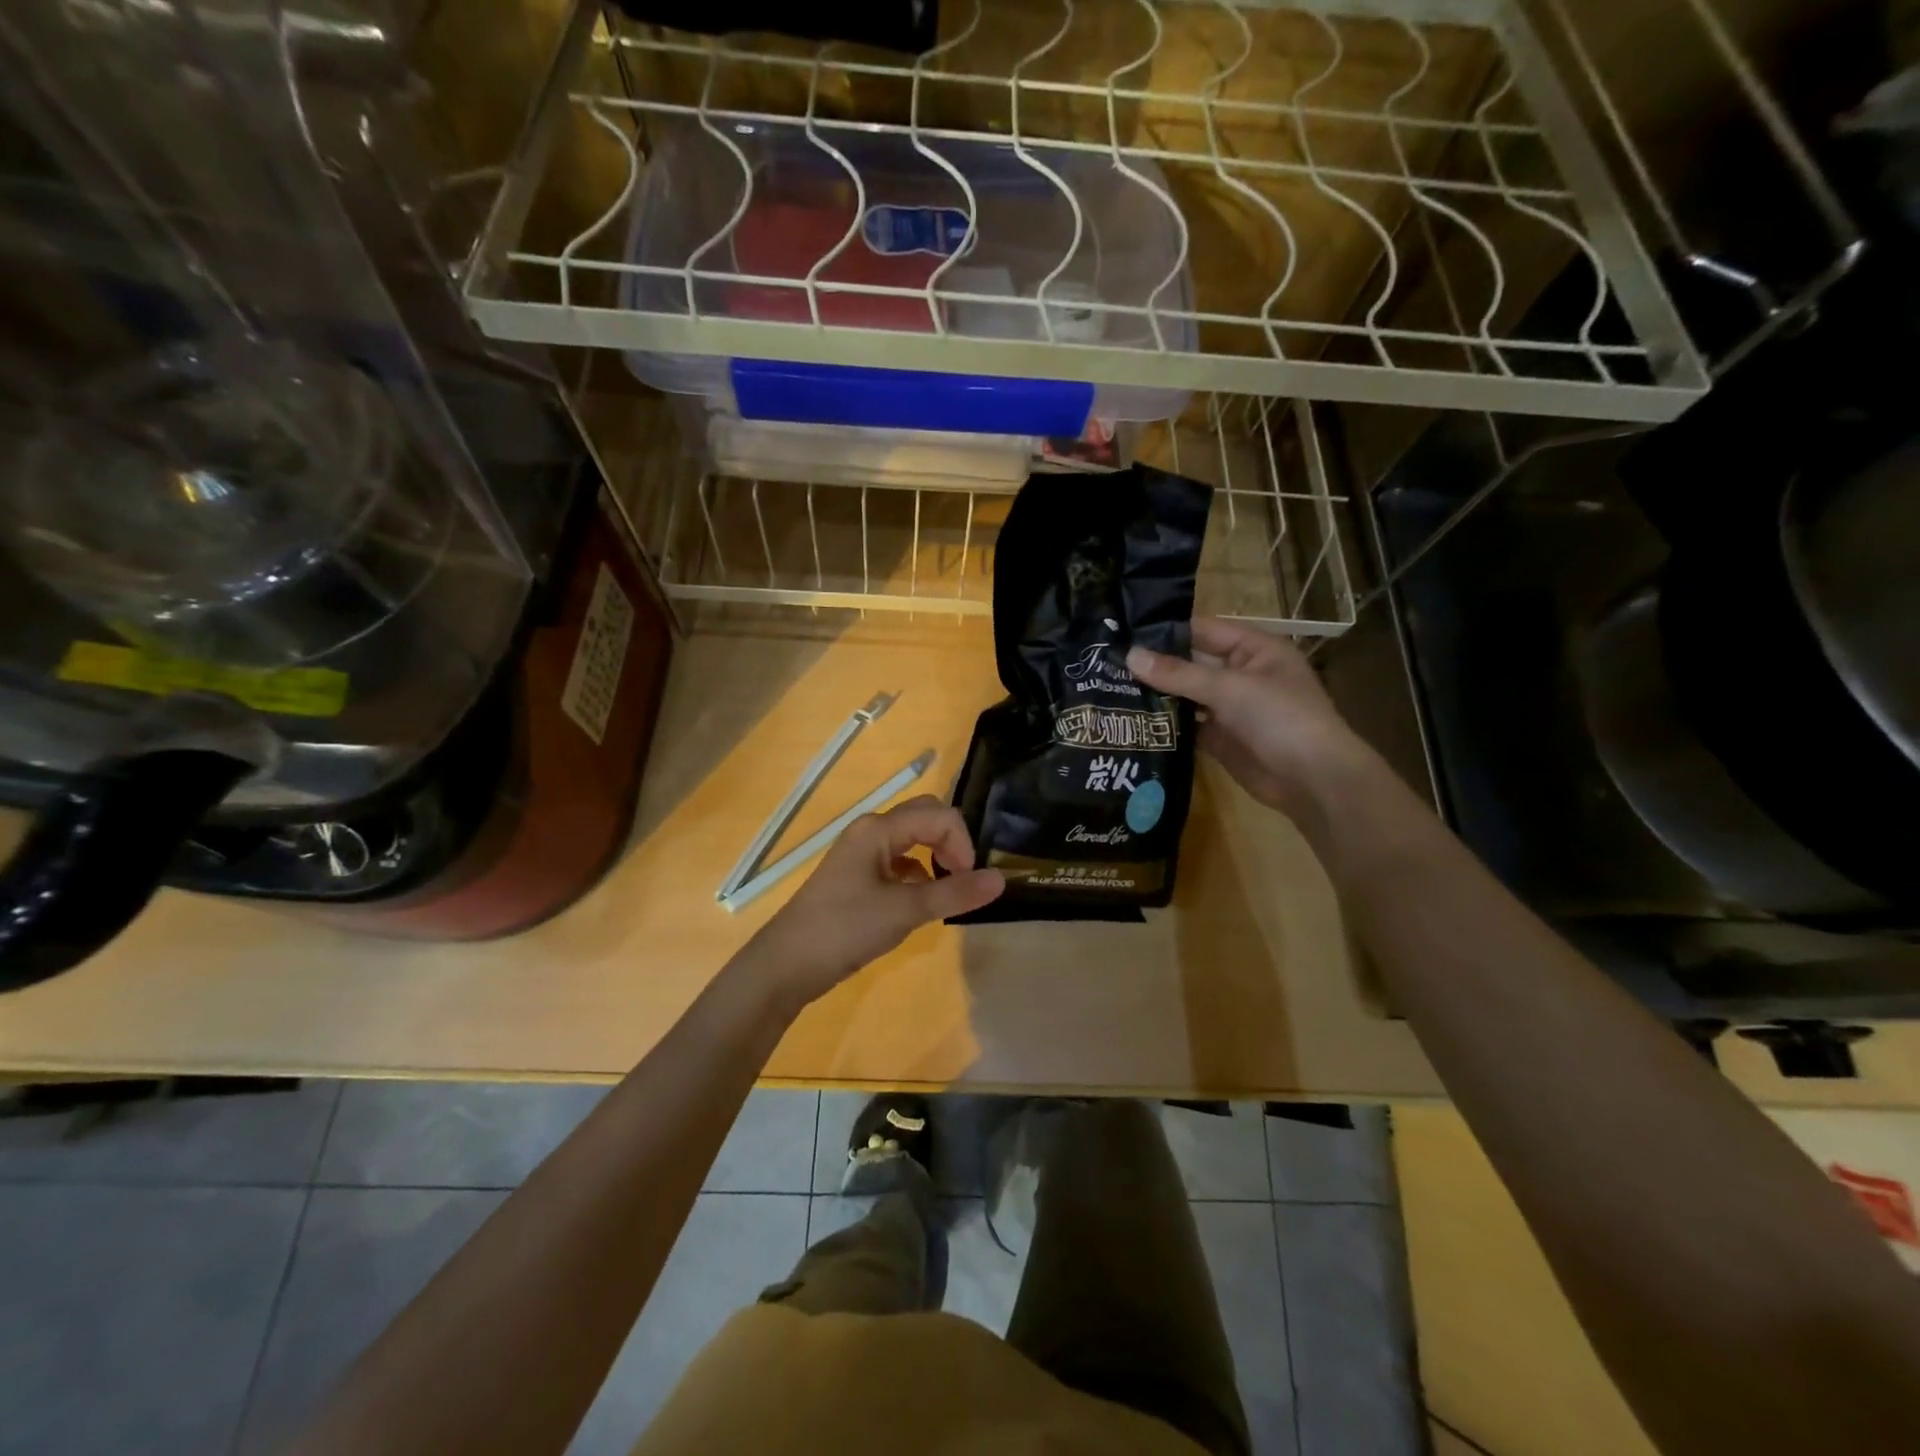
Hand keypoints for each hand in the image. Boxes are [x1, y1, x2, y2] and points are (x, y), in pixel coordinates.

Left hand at [740, 796, 1003, 1007]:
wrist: (787, 965)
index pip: (939, 816)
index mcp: (878, 829)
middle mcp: (871, 833)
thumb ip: (953, 893)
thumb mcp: (904, 911)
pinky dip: (918, 876)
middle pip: (925, 819)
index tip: (967, 881)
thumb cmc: (844, 928)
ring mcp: (862, 855)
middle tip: (962, 878)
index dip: (962, 843)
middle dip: (952, 842)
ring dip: (936, 858)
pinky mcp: (859, 878)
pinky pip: (899, 864)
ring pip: (912, 841)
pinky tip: (919, 904)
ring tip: (946, 893)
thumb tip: (1001, 879)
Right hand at [1127, 617, 1368, 823]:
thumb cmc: (1280, 718)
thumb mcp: (1230, 688)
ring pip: (1187, 696)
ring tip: (1110, 690)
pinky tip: (1132, 722)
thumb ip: (1179, 674)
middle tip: (1108, 664)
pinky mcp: (1221, 739)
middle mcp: (1240, 674)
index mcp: (1253, 649)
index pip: (1202, 630)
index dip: (1166, 631)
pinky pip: (1188, 726)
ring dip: (1157, 696)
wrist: (1313, 780)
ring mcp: (1230, 708)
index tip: (1123, 633)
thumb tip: (1130, 656)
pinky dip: (1166, 725)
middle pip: (1191, 663)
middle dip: (1155, 665)